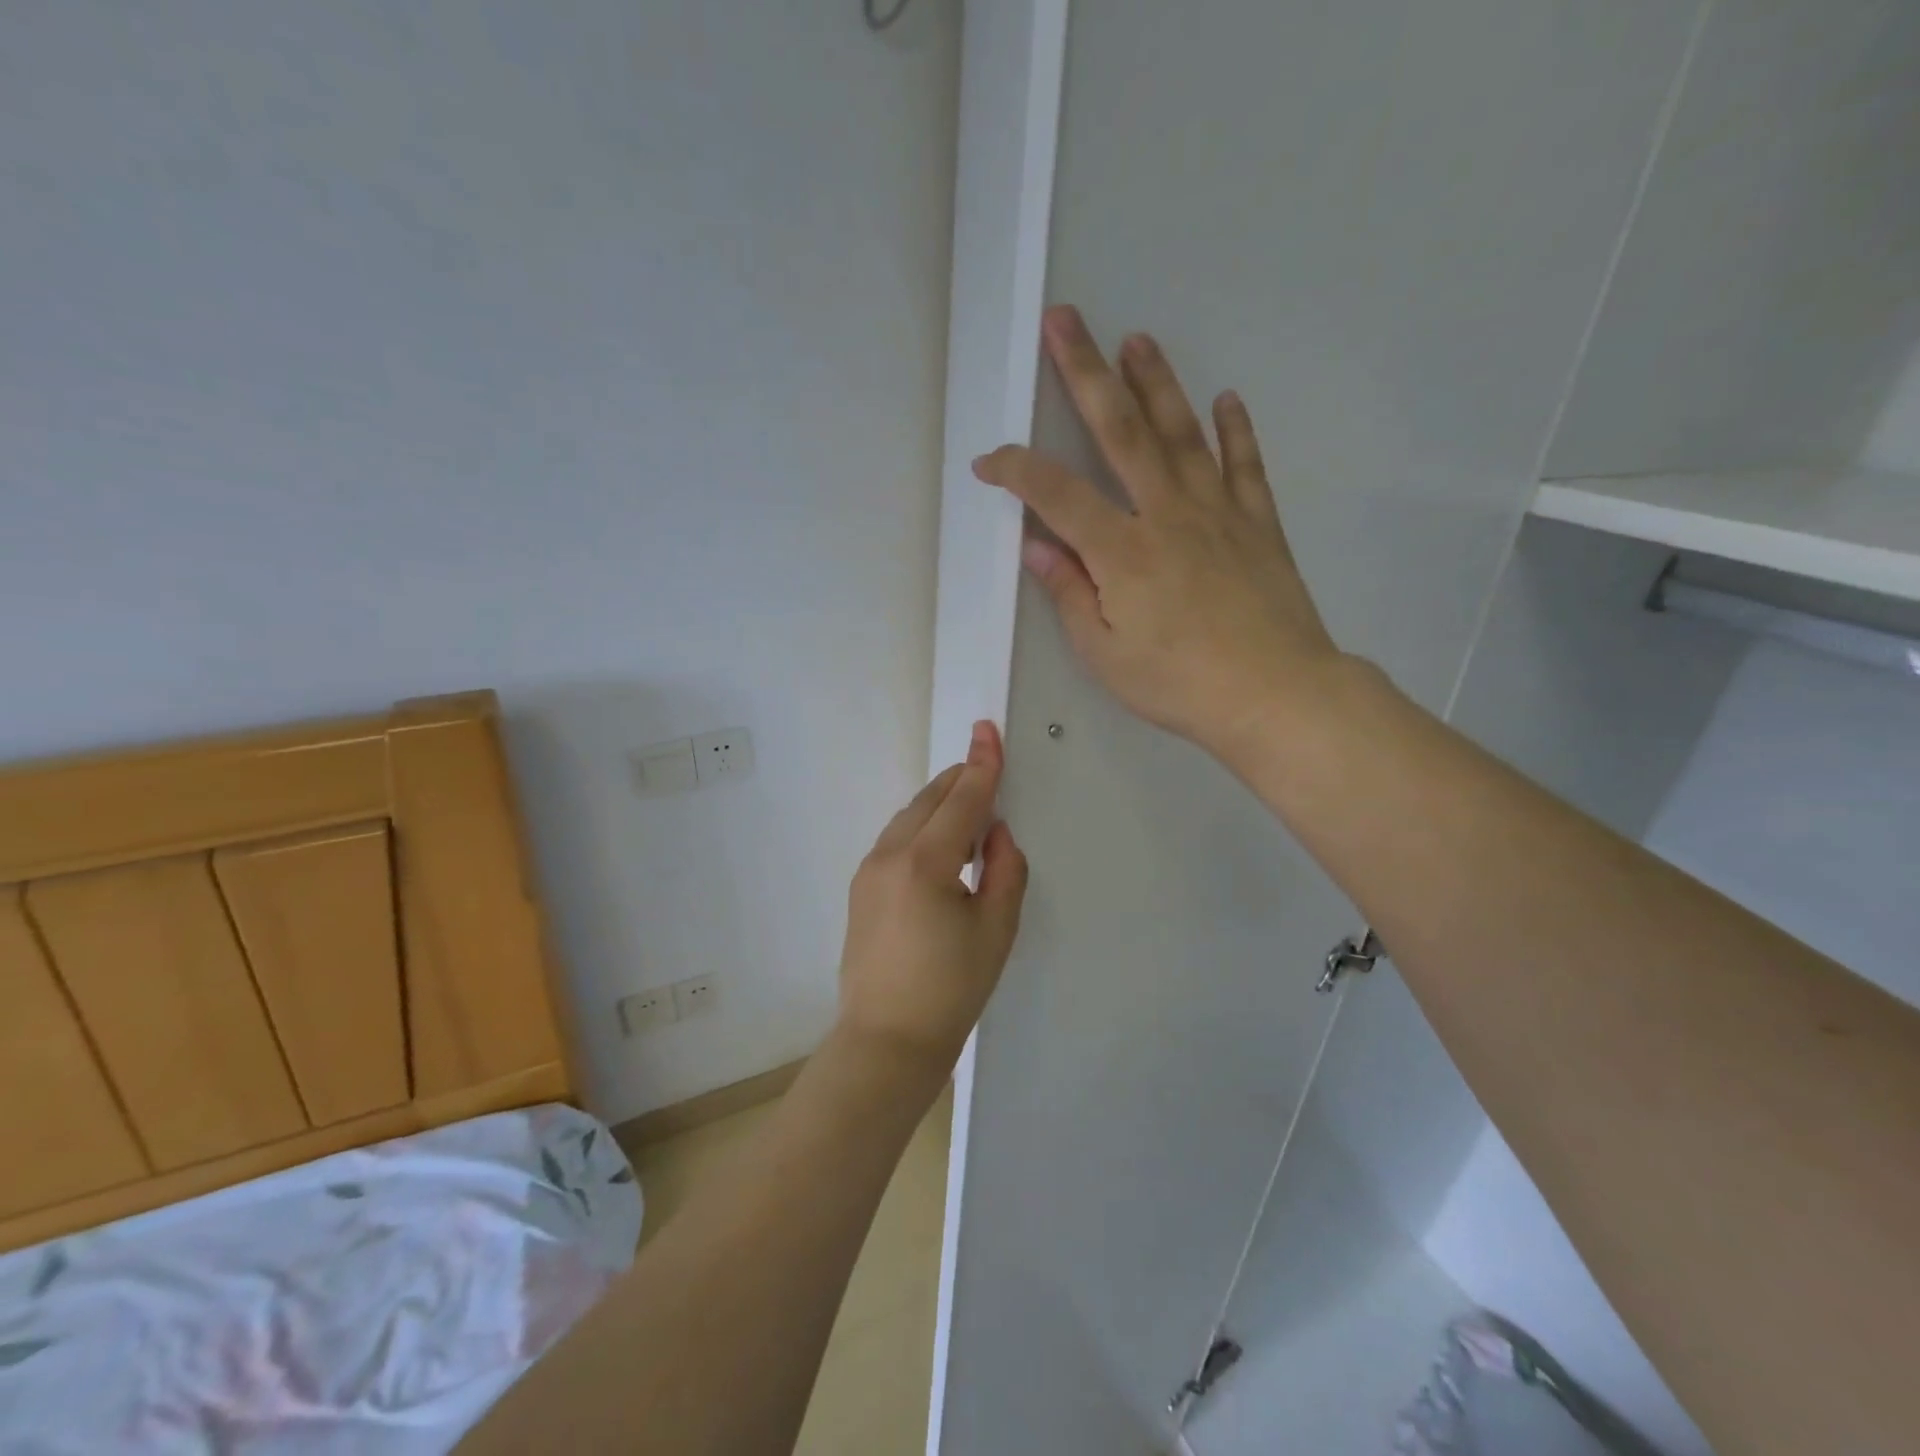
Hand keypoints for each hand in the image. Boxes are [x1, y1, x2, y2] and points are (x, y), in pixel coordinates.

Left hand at [837, 720, 1028, 1071]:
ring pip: (908, 818)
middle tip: (986, 769)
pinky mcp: (860, 889)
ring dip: (939, 805)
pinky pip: (895, 840)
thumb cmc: (951, 990)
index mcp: (925, 863)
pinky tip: (940, 847)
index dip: (981, 765)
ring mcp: (868, 871)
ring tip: (969, 811)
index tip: (987, 729)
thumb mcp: (996, 930)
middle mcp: (889, 856)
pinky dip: (921, 828)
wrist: (887, 1041)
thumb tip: (996, 832)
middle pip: (929, 800)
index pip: (961, 800)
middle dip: (959, 781)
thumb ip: (1005, 870)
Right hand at [973, 305, 1344, 762]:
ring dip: (1155, 383)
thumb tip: (1039, 548)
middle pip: (1119, 431)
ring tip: (1137, 339)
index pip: (1056, 495)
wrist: (1276, 695)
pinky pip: (1244, 465)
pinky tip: (1226, 399)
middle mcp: (1166, 515)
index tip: (989, 462)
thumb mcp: (1106, 655)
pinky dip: (1235, 430)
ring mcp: (1218, 512)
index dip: (1016, 471)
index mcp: (1122, 552)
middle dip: (1085, 372)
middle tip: (1066, 321)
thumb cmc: (1180, 684)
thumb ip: (1070, 595)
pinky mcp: (1258, 523)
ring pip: (1181, 433)